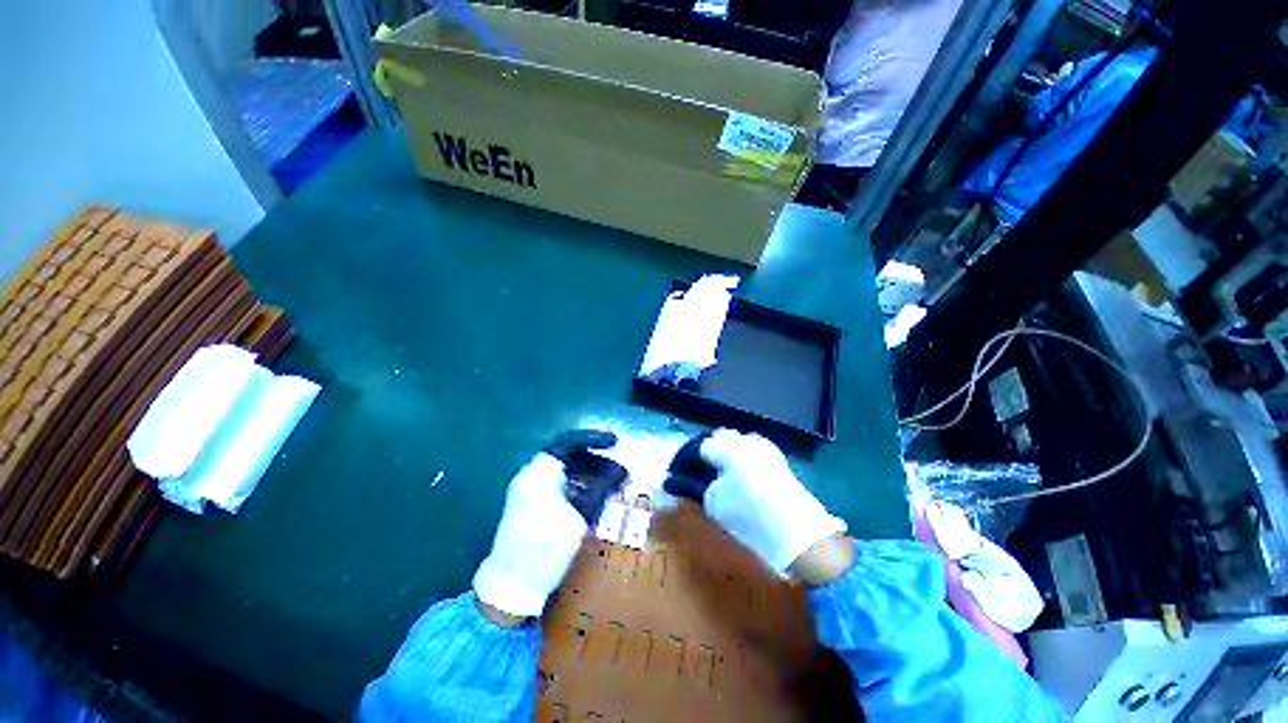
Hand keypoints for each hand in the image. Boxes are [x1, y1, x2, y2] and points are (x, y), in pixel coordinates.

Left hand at [473, 431, 617, 621]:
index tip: (615, 442)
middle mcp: (532, 476)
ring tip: (613, 485)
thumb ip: (600, 490)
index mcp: (539, 473)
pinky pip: (559, 485)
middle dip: (597, 462)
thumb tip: (622, 472)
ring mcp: (530, 491)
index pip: (569, 442)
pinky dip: (579, 486)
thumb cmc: (545, 549)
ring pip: (565, 472)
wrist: (511, 588)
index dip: (593, 439)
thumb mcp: (579, 518)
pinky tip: (596, 497)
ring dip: (590, 475)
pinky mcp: (532, 505)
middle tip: (619, 472)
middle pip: (569, 457)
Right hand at [668, 429, 847, 575]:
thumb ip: (696, 488)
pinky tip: (739, 476)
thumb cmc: (750, 516)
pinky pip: (751, 450)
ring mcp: (764, 446)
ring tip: (718, 475)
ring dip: (725, 453)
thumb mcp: (715, 503)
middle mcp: (746, 439)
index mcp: (728, 446)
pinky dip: (740, 458)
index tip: (679, 475)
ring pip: (736, 441)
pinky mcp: (776, 458)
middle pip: (719, 438)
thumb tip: (678, 487)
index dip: (686, 460)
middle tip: (698, 474)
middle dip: (706, 452)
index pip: (700, 446)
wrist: (798, 534)